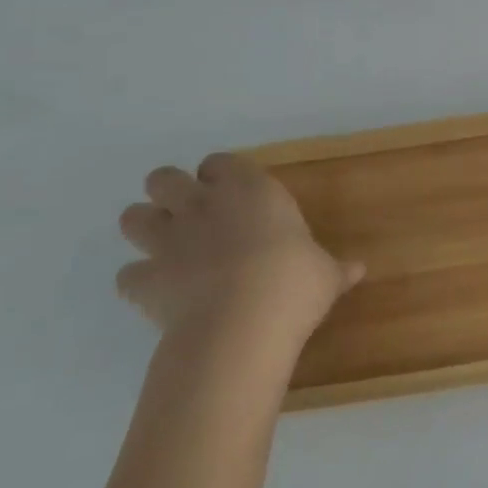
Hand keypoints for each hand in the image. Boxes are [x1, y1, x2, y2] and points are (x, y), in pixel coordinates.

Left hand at [116, 153, 362, 346]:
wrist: (241, 325)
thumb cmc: (293, 284)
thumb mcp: (326, 275)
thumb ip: (336, 269)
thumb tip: (359, 270)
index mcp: (251, 191)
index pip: (221, 162)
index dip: (222, 176)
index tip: (233, 193)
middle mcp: (203, 205)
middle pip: (164, 178)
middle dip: (171, 192)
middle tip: (192, 214)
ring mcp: (168, 241)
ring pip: (133, 217)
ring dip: (146, 228)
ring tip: (166, 246)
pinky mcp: (145, 280)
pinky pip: (128, 275)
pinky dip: (139, 281)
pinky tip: (157, 292)